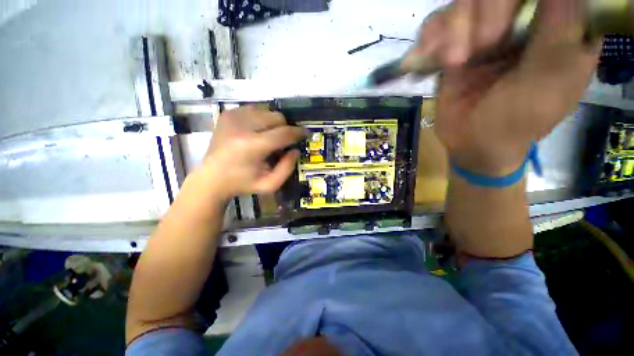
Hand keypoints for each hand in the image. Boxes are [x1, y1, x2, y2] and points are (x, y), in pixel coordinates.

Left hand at [200, 106, 305, 201]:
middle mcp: (242, 126)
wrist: (211, 177)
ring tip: (269, 136)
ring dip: (274, 123)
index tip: (306, 133)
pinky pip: (255, 109)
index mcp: (252, 146)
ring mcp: (233, 116)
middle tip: (283, 141)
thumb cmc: (242, 183)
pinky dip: (261, 118)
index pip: (284, 133)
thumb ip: (288, 168)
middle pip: (277, 117)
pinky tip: (257, 131)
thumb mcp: (270, 184)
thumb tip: (296, 150)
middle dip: (285, 128)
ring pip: (267, 111)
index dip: (298, 132)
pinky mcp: (227, 113)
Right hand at [408, 0, 598, 174]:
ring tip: (452, 63)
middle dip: (486, 12)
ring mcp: (485, 31)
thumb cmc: (518, 119)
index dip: (526, 0)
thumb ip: (561, 29)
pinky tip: (427, 55)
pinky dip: (430, 37)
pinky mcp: (455, 46)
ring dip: (453, 30)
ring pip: (465, 2)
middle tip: (482, 48)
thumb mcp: (552, 78)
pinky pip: (437, 24)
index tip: (515, 24)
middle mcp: (523, 20)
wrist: (471, 142)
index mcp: (558, 26)